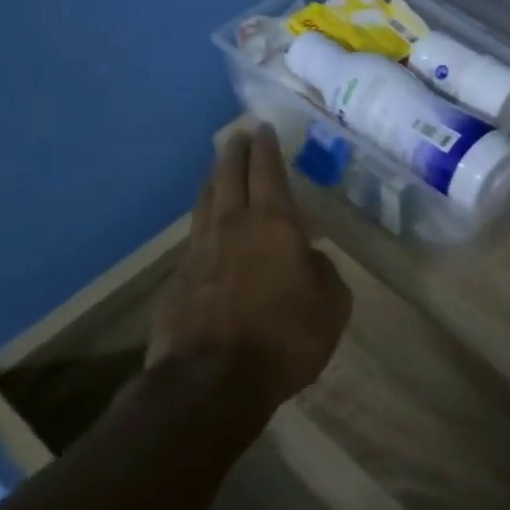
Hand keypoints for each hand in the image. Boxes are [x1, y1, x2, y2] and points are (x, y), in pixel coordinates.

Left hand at [147, 125, 351, 412]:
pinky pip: (193, 238)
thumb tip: (310, 258)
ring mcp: (199, 252)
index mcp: (274, 225)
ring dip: (213, 180)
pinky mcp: (178, 280)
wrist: (211, 382)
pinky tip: (206, 230)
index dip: (266, 148)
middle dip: (235, 152)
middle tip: (237, 134)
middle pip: (229, 177)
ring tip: (218, 169)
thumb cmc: (285, 338)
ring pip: (205, 203)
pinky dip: (203, 223)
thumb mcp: (331, 305)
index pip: (268, 172)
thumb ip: (324, 272)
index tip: (262, 127)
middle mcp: (232, 227)